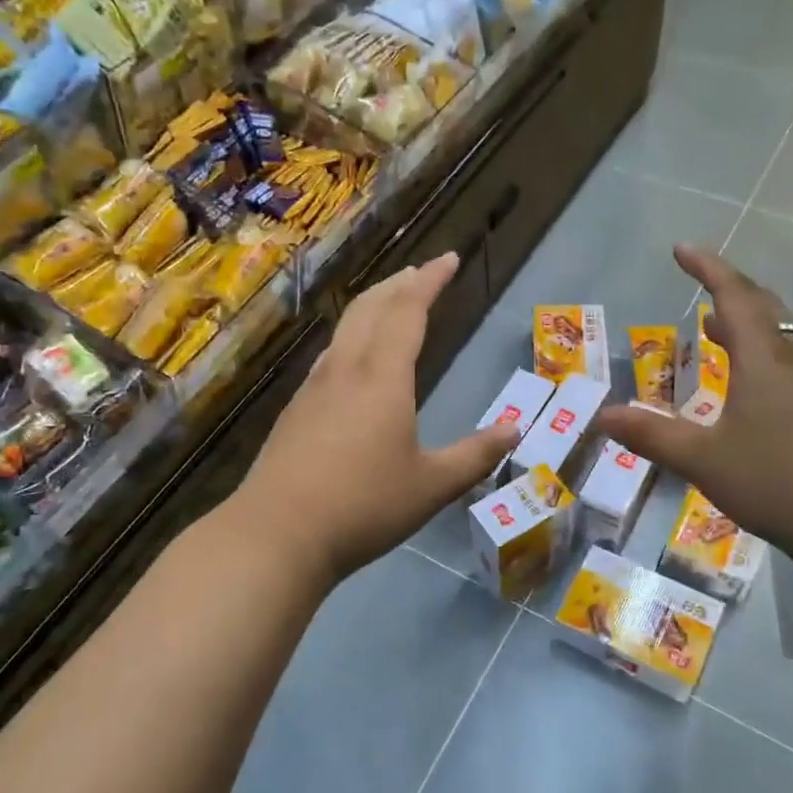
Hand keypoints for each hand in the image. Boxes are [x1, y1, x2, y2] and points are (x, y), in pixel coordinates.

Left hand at [235, 252, 518, 581]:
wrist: (278, 533)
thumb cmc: (364, 506)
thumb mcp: (432, 486)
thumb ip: (475, 455)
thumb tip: (514, 430)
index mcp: (383, 377)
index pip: (408, 311)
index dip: (430, 281)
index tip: (448, 259)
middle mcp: (345, 370)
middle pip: (370, 308)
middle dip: (399, 284)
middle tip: (421, 273)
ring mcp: (314, 388)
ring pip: (344, 329)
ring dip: (371, 307)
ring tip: (390, 305)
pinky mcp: (295, 410)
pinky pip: (330, 356)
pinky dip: (351, 338)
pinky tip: (353, 361)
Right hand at [595, 245, 792, 564]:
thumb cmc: (777, 481)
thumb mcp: (703, 459)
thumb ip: (653, 435)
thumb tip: (603, 416)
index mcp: (762, 361)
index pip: (734, 297)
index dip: (708, 269)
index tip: (682, 249)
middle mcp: (789, 364)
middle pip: (762, 308)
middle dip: (729, 287)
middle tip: (700, 280)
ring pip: (776, 337)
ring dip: (745, 321)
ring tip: (714, 325)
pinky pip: (782, 364)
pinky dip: (756, 354)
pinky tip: (744, 384)